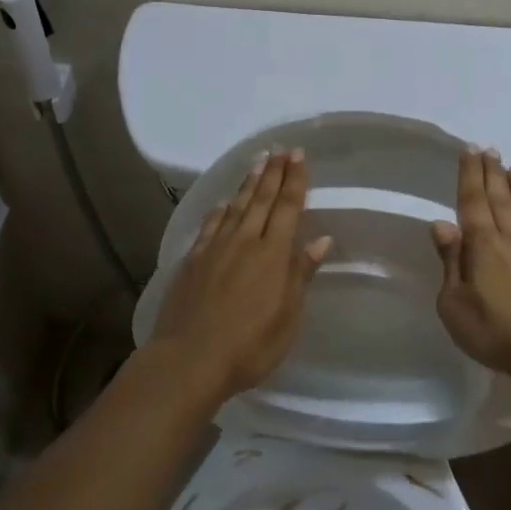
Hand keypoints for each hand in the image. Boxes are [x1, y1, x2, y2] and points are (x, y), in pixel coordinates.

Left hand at [149, 149, 332, 403]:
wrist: (189, 359)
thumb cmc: (249, 345)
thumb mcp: (287, 316)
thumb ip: (301, 274)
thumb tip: (320, 239)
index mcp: (272, 254)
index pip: (287, 207)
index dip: (294, 180)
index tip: (299, 156)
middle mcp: (244, 241)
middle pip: (261, 199)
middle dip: (273, 172)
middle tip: (281, 150)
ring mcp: (215, 248)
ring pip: (236, 206)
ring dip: (248, 183)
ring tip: (257, 162)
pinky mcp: (193, 260)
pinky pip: (211, 225)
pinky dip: (220, 210)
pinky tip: (224, 203)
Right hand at [431, 147, 510, 396]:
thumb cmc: (496, 333)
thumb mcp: (454, 304)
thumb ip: (450, 262)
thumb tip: (441, 224)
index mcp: (484, 247)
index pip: (473, 203)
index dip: (470, 176)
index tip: (469, 150)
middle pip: (501, 202)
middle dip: (493, 174)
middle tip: (491, 150)